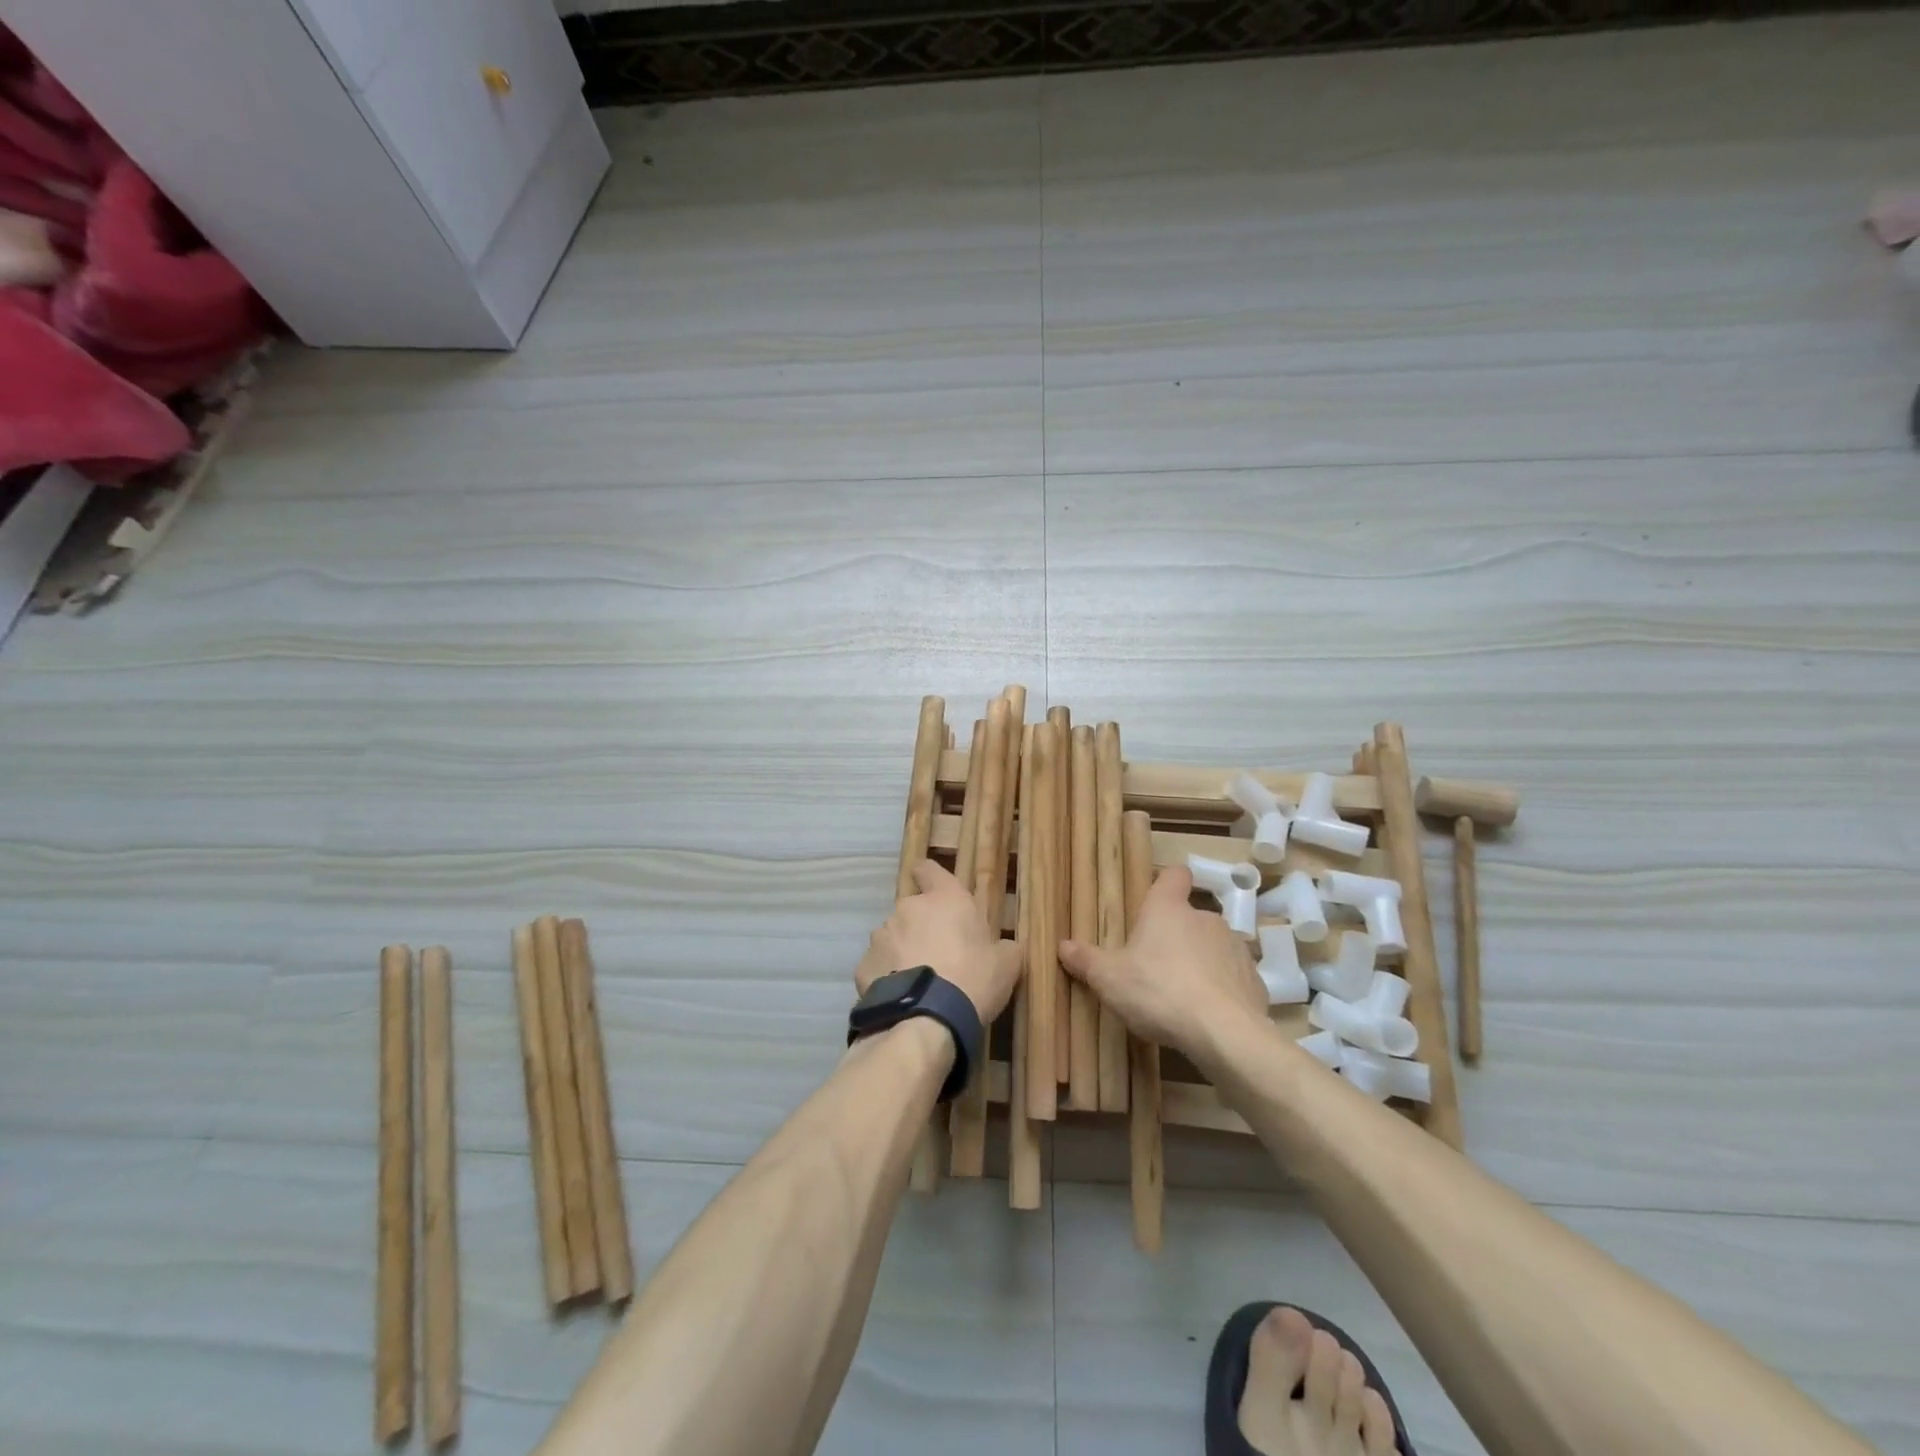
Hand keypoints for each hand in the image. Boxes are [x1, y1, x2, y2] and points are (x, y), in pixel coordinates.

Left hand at [856, 860, 1022, 1022]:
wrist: (927, 1020)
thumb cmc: (973, 980)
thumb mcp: (1006, 964)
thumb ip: (1003, 948)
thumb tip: (1003, 948)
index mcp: (944, 899)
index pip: (929, 869)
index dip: (930, 878)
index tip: (934, 890)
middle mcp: (908, 908)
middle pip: (913, 909)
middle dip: (922, 926)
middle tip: (940, 955)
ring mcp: (881, 935)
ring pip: (893, 936)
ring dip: (903, 950)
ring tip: (918, 981)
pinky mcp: (863, 965)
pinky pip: (879, 965)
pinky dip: (887, 976)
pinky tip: (902, 997)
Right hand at [1060, 865, 1266, 1057]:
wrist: (1224, 1033)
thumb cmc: (1158, 991)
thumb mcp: (1109, 978)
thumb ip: (1086, 960)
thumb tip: (1062, 945)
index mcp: (1168, 909)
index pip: (1173, 875)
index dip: (1166, 882)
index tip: (1155, 898)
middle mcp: (1205, 918)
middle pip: (1189, 916)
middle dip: (1175, 936)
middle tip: (1154, 965)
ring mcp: (1234, 947)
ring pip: (1213, 946)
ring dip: (1200, 962)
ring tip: (1182, 995)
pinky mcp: (1254, 979)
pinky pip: (1232, 977)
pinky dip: (1221, 989)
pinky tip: (1207, 1014)